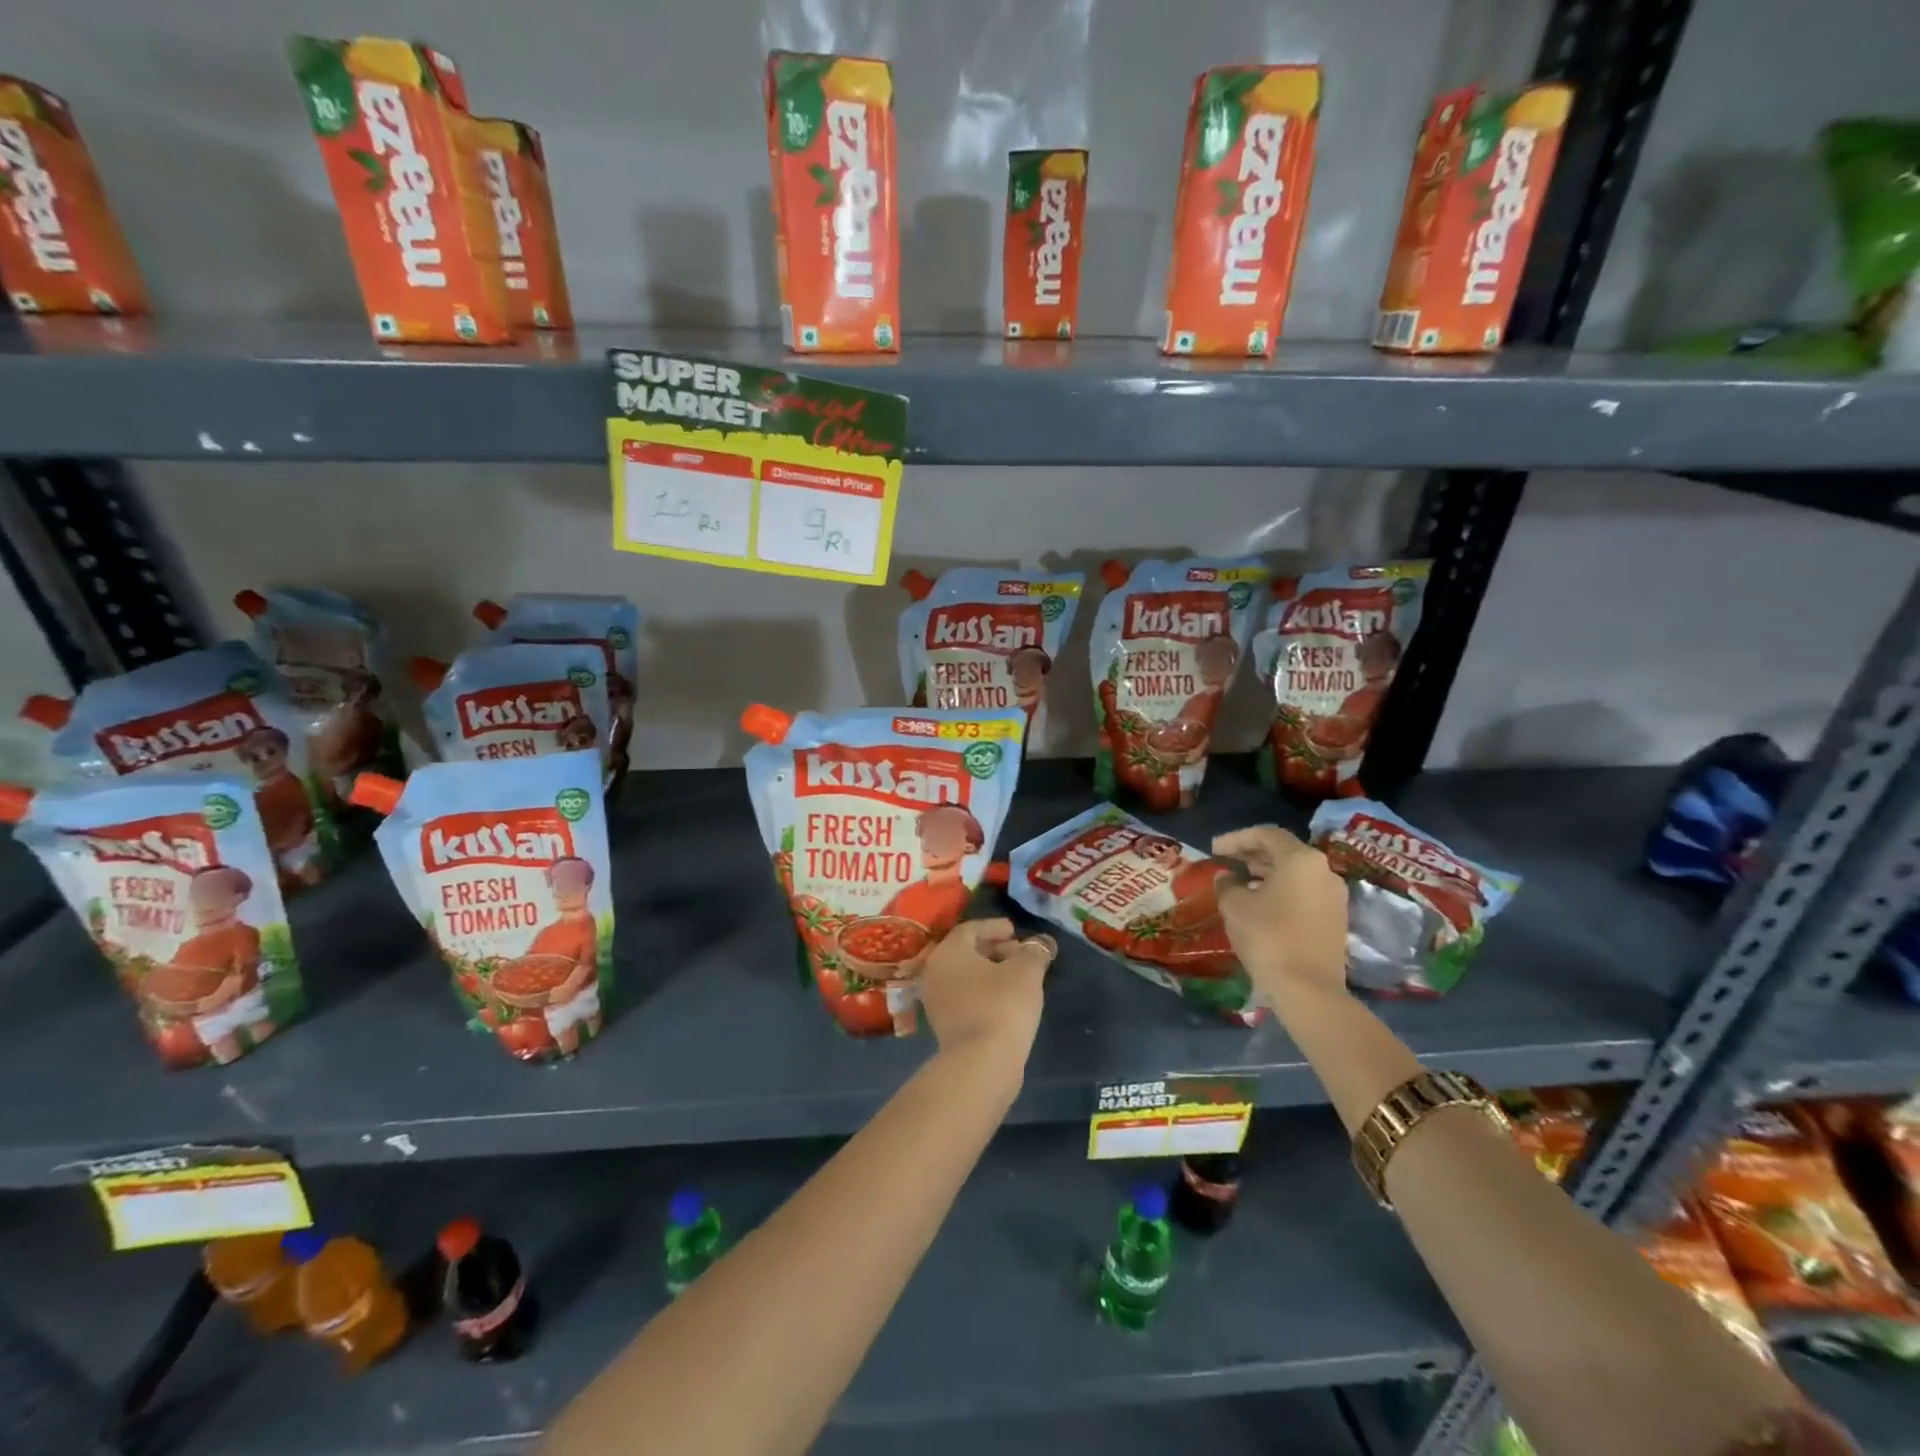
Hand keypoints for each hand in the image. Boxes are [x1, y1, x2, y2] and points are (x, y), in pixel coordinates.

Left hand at [918, 918, 1054, 1073]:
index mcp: (948, 952)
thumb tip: (1043, 942)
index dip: (995, 927)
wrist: (981, 1063)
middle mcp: (935, 972)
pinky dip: (984, 991)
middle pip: (966, 952)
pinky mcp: (944, 1025)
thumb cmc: (1002, 1005)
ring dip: (991, 972)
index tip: (1015, 931)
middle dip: (996, 949)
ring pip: (966, 976)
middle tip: (1021, 954)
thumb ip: (1035, 951)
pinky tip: (1008, 1000)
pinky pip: (965, 996)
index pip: (970, 929)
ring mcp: (936, 1001)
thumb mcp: (1026, 971)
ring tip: (1019, 977)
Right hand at [1211, 825, 1349, 1005]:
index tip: (1214, 850)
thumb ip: (1227, 884)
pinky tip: (1260, 904)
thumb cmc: (1268, 937)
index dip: (1235, 839)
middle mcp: (1323, 870)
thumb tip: (1227, 878)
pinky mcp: (1335, 918)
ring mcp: (1334, 896)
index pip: (1265, 834)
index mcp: (1300, 859)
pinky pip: (1304, 892)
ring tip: (1239, 882)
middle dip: (1252, 854)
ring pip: (1295, 873)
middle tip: (1225, 862)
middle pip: (1284, 851)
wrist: (1308, 990)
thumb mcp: (1234, 906)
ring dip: (1266, 873)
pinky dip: (1281, 890)